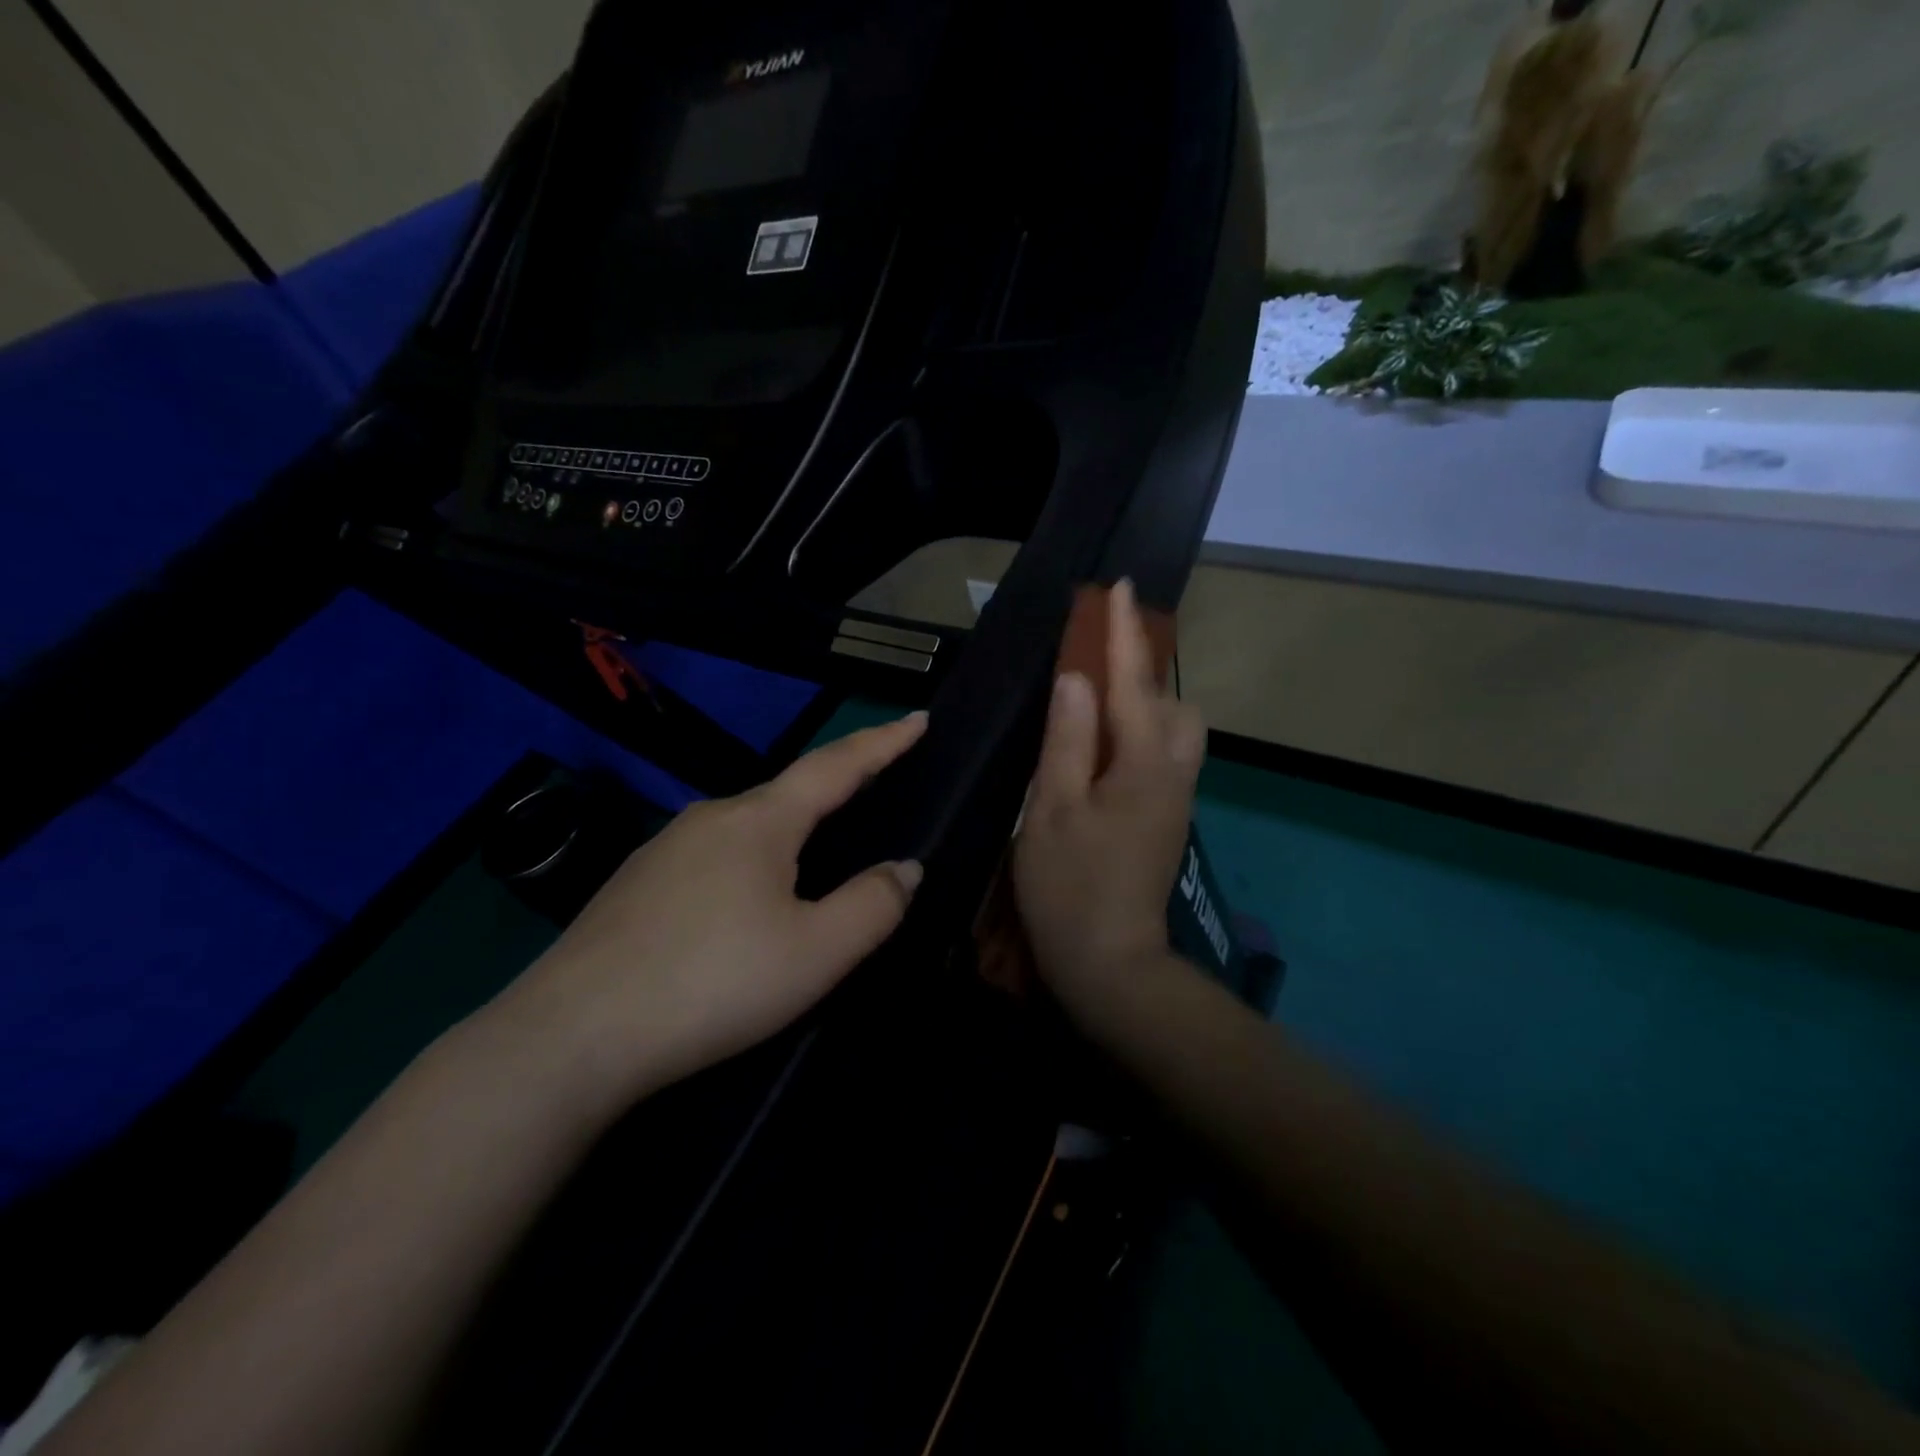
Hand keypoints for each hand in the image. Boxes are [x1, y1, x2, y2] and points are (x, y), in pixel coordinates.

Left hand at [488, 714, 927, 1113]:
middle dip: (835, 790)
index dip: (883, 742)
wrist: (571, 1036)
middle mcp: (710, 817)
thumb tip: (904, 868)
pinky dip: (747, 864)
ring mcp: (664, 848)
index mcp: (760, 821)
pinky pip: (711, 857)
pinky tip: (740, 906)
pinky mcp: (634, 884)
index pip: (836, 766)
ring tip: (810, 864)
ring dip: (788, 834)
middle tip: (872, 793)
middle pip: (788, 794)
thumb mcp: (816, 953)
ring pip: (745, 828)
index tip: (918, 718)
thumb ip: (872, 905)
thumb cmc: (713, 983)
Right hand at [1013, 579, 1206, 1022]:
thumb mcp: (1053, 809)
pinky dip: (1141, 730)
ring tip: (1097, 700)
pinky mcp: (1167, 817)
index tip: (1119, 587)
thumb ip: (1068, 738)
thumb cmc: (1070, 886)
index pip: (1135, 682)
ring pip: (1174, 729)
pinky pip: (1164, 753)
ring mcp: (1175, 798)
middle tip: (1097, 660)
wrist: (1110, 963)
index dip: (1123, 633)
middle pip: (1173, 702)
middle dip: (1144, 669)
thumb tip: (1076, 677)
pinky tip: (1105, 745)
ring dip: (1144, 701)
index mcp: (1144, 765)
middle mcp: (1172, 773)